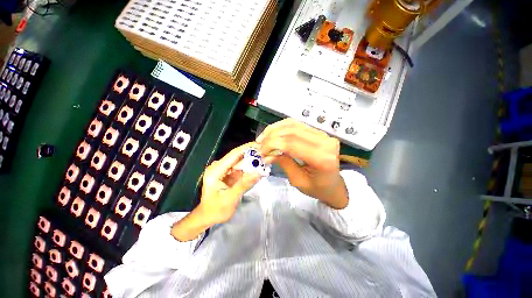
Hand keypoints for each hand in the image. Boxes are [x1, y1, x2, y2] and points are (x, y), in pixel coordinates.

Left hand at [199, 143, 261, 223]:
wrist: (208, 217)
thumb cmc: (215, 210)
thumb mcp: (230, 198)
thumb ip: (244, 185)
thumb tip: (258, 173)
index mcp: (216, 170)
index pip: (233, 154)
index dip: (247, 148)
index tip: (260, 144)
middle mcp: (219, 167)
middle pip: (238, 157)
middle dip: (252, 155)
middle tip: (267, 154)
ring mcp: (225, 170)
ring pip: (241, 162)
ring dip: (252, 162)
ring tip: (266, 160)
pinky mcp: (230, 175)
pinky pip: (242, 169)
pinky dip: (250, 169)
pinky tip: (259, 168)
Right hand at [257, 119, 347, 208]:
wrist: (333, 185)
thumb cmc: (317, 188)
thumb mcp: (298, 180)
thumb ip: (284, 163)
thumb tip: (267, 154)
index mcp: (321, 158)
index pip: (292, 144)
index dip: (272, 144)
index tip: (261, 150)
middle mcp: (325, 142)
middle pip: (292, 131)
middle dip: (272, 136)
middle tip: (260, 143)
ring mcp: (323, 135)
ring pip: (294, 124)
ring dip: (275, 129)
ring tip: (264, 137)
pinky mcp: (319, 132)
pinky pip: (298, 124)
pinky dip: (283, 126)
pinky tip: (274, 131)